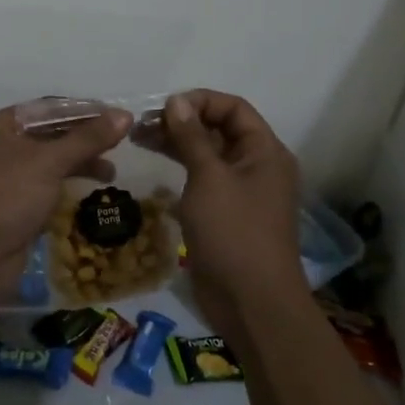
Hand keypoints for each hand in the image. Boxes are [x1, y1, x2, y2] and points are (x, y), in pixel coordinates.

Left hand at [0, 102, 132, 296]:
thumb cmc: (5, 196)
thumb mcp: (48, 162)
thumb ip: (88, 139)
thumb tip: (125, 115)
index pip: (49, 109)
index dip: (84, 111)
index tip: (117, 117)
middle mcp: (1, 147)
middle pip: (51, 134)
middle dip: (85, 140)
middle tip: (120, 145)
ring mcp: (7, 178)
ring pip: (51, 162)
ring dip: (80, 164)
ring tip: (111, 173)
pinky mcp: (15, 205)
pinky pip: (47, 187)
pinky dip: (69, 185)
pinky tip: (91, 192)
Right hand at [161, 91, 305, 332]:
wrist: (252, 303)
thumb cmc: (234, 232)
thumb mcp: (209, 178)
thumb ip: (191, 137)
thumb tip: (176, 101)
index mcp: (265, 151)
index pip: (233, 108)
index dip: (200, 101)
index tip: (164, 108)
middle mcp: (257, 166)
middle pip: (220, 129)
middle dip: (183, 122)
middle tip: (142, 125)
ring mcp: (242, 192)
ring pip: (208, 155)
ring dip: (178, 144)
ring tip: (139, 140)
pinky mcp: (227, 214)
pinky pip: (204, 180)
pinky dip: (182, 169)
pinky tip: (156, 167)